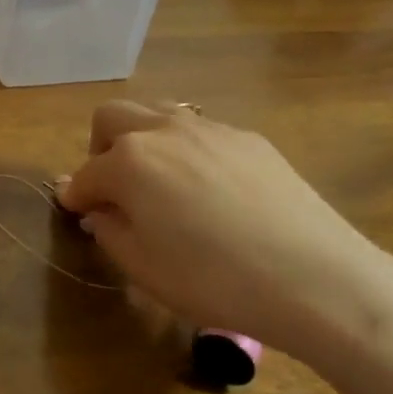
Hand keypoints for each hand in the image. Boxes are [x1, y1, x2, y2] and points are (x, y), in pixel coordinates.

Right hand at [56, 102, 392, 371]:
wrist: (317, 279)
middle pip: (112, 117)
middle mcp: (164, 130)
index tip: (76, 213)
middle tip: (114, 189)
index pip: (86, 174)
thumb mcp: (143, 267)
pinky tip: (211, 191)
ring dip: (142, 140)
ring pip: (157, 113)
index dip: (75, 196)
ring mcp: (210, 129)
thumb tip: (99, 209)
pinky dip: (186, 151)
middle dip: (100, 148)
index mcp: (130, 161)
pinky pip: (201, 132)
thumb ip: (109, 229)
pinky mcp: (250, 139)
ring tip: (160, 183)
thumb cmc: (214, 280)